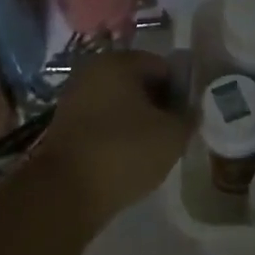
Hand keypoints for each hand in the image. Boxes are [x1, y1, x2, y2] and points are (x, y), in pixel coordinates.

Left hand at [42, 50, 191, 232]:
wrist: (65, 193)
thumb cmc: (124, 151)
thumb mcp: (172, 135)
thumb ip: (188, 117)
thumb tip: (190, 111)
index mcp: (119, 62)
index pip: (163, 67)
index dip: (181, 91)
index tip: (187, 118)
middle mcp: (92, 71)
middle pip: (138, 83)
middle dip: (158, 105)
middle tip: (172, 134)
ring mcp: (74, 98)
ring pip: (119, 104)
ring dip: (137, 122)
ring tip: (151, 150)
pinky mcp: (64, 126)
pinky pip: (101, 123)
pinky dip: (116, 135)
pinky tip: (126, 159)